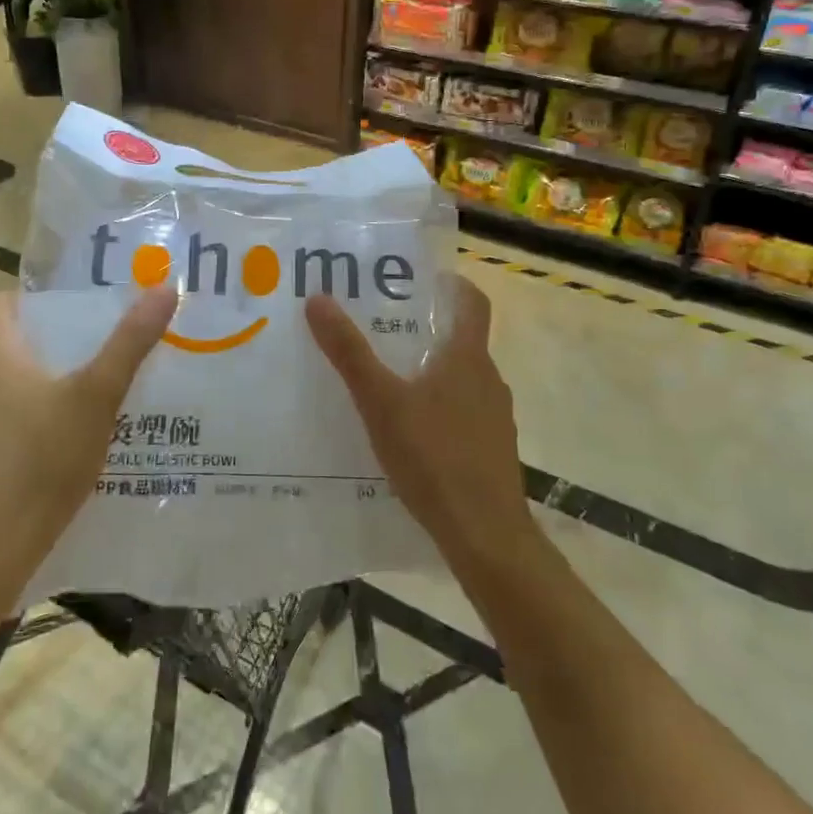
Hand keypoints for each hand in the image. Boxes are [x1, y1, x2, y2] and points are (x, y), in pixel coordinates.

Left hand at [0, 287, 176, 582]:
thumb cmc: (41, 460)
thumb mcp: (98, 396)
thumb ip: (130, 344)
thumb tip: (164, 288)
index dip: (25, 298)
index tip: (64, 306)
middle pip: (1, 348)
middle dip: (42, 345)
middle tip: (89, 349)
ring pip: (0, 391)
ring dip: (34, 388)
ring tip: (81, 397)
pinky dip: (25, 426)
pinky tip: (60, 448)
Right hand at [306, 275, 532, 569]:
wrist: (485, 534)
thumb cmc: (433, 457)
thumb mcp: (381, 402)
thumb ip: (349, 353)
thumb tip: (318, 299)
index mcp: (467, 358)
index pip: (472, 303)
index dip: (453, 285)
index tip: (425, 279)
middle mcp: (488, 380)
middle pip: (462, 341)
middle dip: (428, 331)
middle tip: (385, 328)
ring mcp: (495, 419)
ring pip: (463, 380)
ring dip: (433, 372)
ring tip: (391, 380)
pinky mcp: (492, 452)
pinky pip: (464, 415)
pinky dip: (440, 409)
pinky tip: (410, 434)